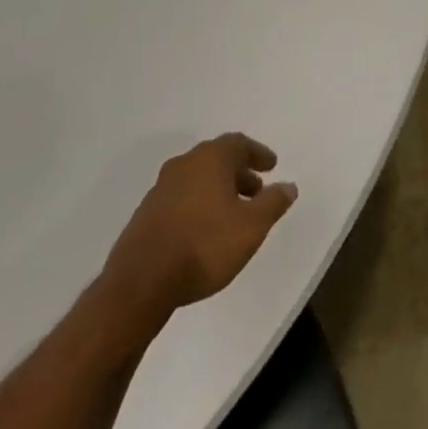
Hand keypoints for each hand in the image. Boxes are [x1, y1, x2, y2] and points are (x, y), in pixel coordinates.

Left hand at [97, 133, 297, 335]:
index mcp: (210, 158)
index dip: (258, 154)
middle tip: (256, 191)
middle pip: (217, 160)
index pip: (239, 143)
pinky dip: (198, 206)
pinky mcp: (145, 215)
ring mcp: (160, 190)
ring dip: (218, 190)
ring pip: (197, 180)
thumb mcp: (251, 227)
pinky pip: (180, 199)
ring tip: (232, 215)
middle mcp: (184, 164)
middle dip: (239, 173)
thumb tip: (288, 186)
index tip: (272, 166)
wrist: (139, 285)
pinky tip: (204, 231)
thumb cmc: (204, 246)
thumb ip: (273, 203)